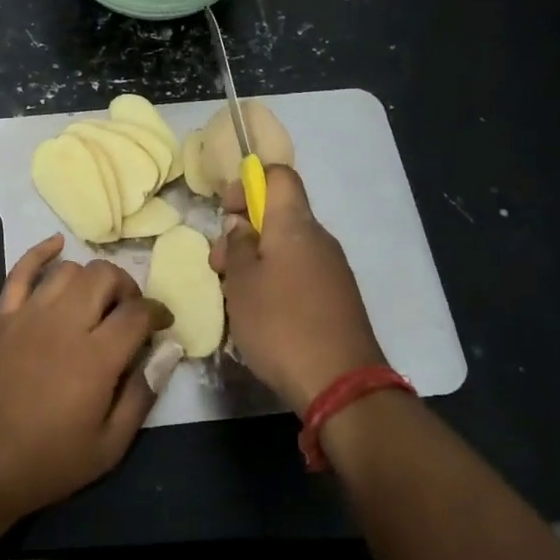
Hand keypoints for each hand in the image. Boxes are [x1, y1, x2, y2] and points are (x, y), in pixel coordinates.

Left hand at [0, 235, 171, 520]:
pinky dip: (40, 253)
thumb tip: (168, 353)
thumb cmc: (48, 462)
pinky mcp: (1, 319)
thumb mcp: (109, 446)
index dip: (157, 313)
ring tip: (96, 301)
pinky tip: (56, 245)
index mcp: (96, 357)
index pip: (137, 313)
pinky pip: (19, 272)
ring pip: (68, 270)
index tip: (162, 325)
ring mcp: (28, 316)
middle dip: (126, 289)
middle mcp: (64, 324)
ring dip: (90, 278)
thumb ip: (142, 395)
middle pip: (104, 277)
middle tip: (129, 314)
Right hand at [211, 165, 385, 416]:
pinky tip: (260, 313)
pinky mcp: (337, 298)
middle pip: (279, 215)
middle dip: (244, 231)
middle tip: (219, 266)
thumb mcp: (241, 283)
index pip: (278, 176)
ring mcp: (332, 270)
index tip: (226, 211)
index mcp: (295, 225)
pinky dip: (276, 281)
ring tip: (234, 295)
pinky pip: (300, 273)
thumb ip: (237, 246)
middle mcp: (319, 239)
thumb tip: (241, 226)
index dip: (248, 183)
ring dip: (257, 260)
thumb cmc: (280, 324)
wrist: (340, 383)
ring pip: (287, 248)